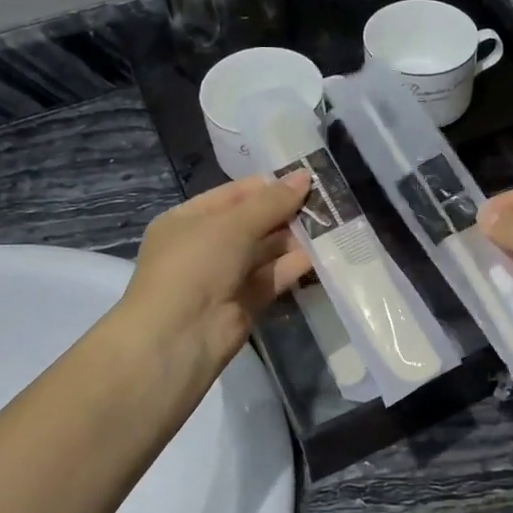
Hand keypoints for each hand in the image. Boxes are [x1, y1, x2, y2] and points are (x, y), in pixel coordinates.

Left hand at [118, 173, 313, 391]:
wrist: (180, 336)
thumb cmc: (196, 265)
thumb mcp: (232, 225)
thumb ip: (271, 202)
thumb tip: (304, 176)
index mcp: (188, 220)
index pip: (234, 194)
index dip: (268, 186)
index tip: (306, 179)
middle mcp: (206, 246)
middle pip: (253, 222)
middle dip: (286, 212)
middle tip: (327, 201)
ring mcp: (225, 276)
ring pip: (266, 250)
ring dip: (295, 238)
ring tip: (332, 222)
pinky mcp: (246, 302)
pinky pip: (273, 276)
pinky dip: (295, 265)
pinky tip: (322, 253)